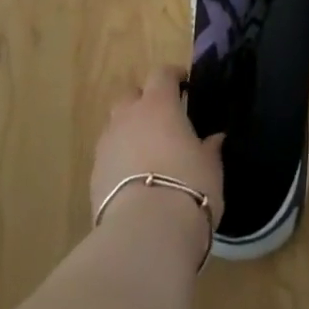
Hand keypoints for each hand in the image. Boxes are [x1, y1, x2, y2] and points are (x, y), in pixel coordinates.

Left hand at [90, 65, 225, 233]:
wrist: (145, 234)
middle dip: (143, 101)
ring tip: (147, 152)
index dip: (173, 75)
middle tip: (162, 118)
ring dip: (129, 131)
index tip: (185, 83)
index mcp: (159, 105)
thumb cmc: (188, 188)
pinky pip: (108, 157)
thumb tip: (214, 139)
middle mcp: (128, 117)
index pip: (162, 74)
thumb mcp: (210, 167)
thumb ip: (209, 149)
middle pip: (130, 95)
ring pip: (115, 126)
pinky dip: (119, 160)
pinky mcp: (94, 177)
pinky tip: (134, 181)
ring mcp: (107, 146)